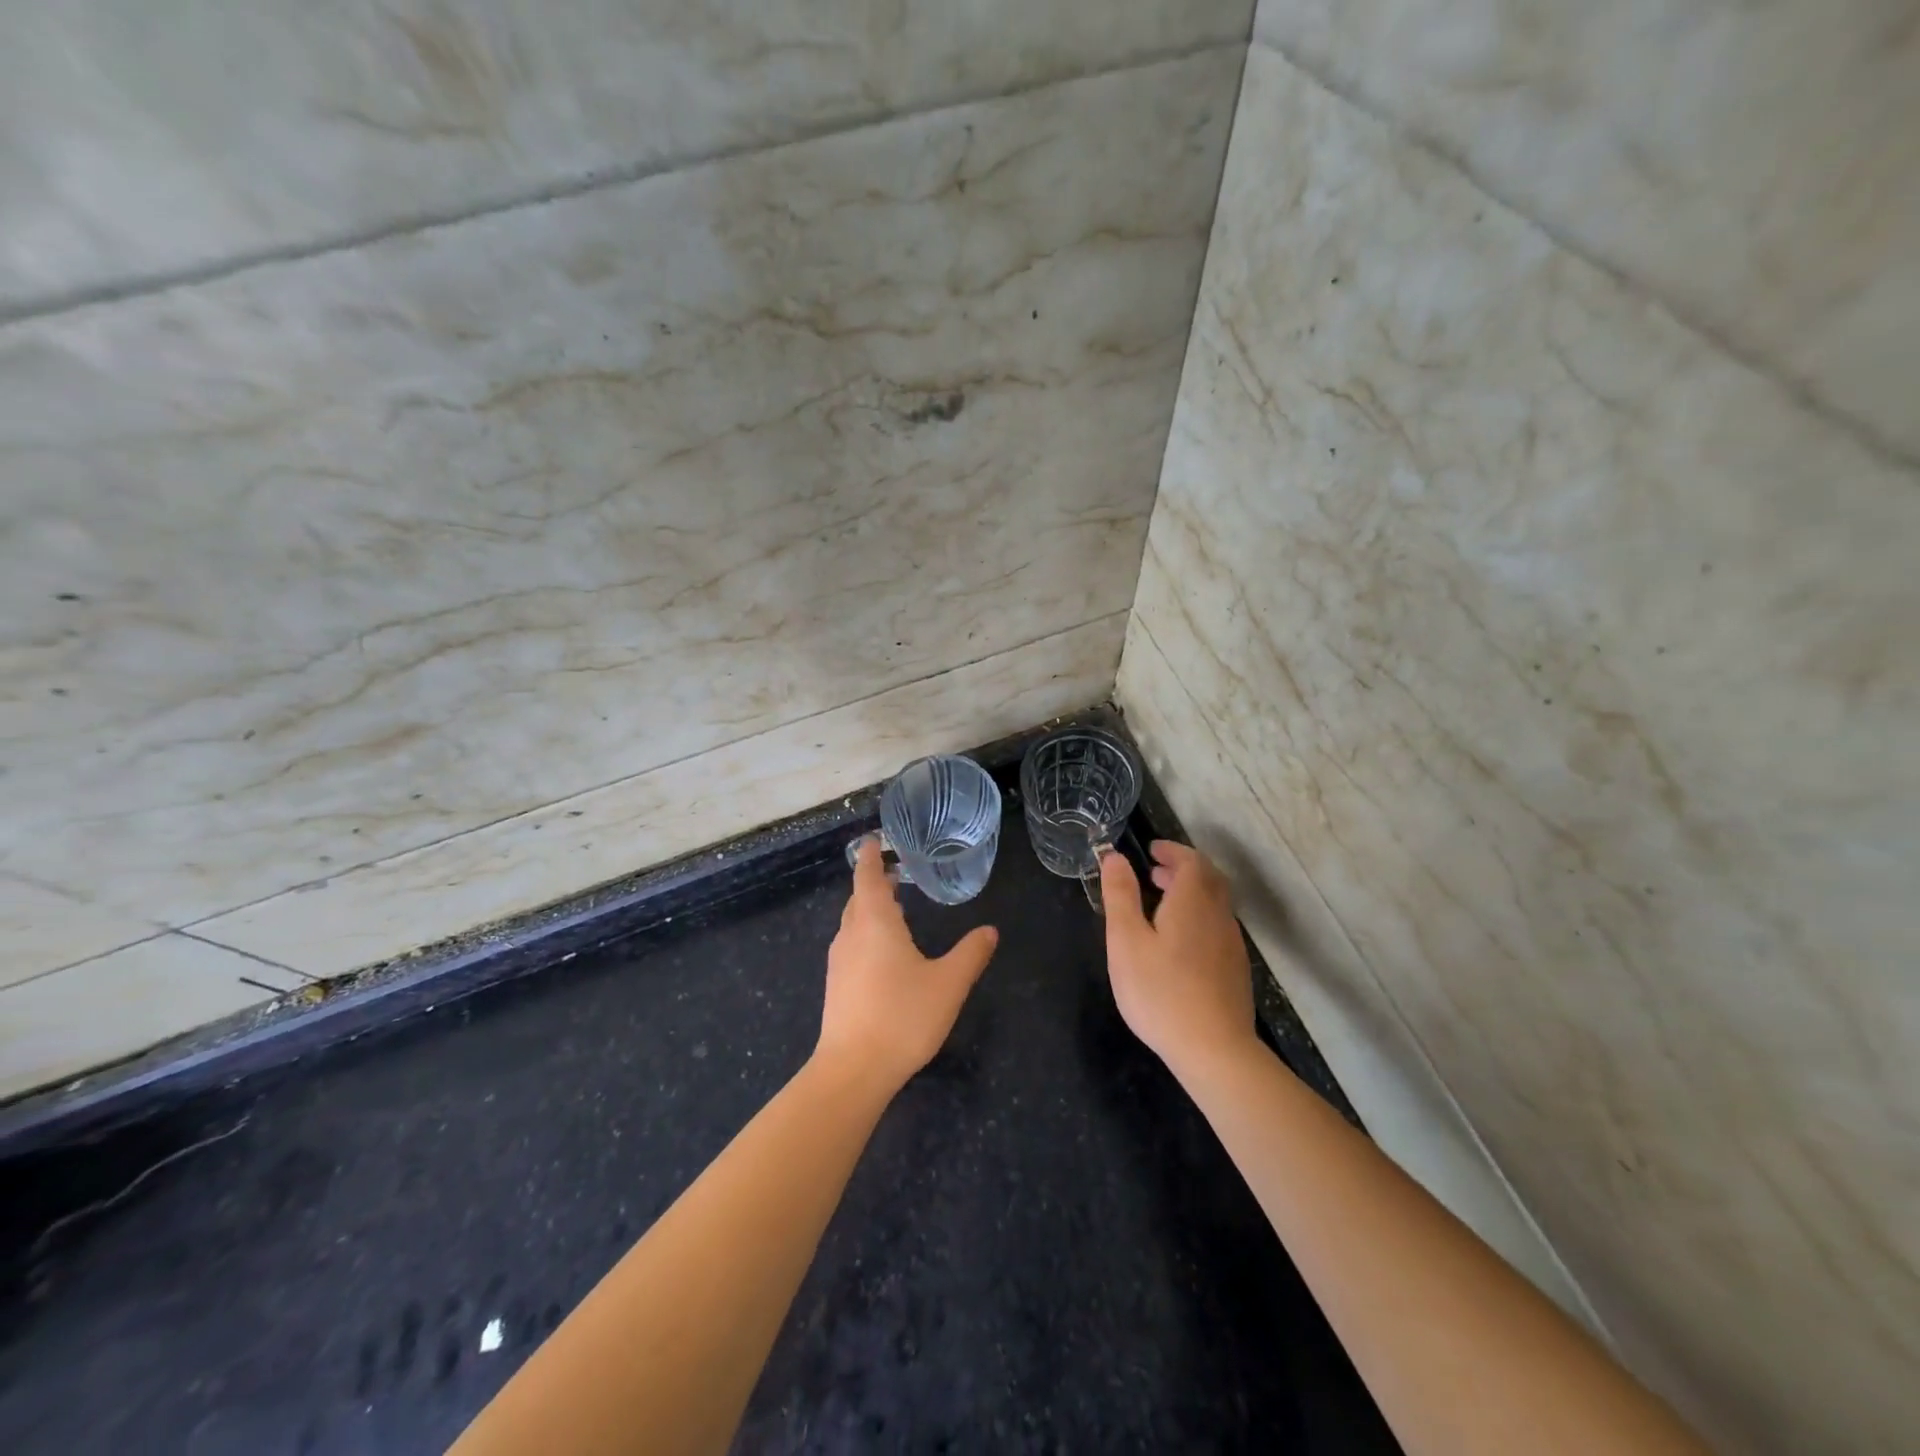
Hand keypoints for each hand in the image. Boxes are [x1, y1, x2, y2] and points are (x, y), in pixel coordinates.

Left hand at [816, 838, 998, 1093]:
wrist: (853, 1070)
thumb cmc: (902, 1017)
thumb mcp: (948, 984)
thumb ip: (970, 954)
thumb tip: (990, 930)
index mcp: (875, 923)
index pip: (867, 877)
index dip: (870, 856)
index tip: (873, 840)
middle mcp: (851, 935)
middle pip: (858, 899)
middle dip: (873, 883)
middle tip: (894, 873)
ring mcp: (838, 961)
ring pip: (852, 923)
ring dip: (869, 909)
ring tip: (893, 908)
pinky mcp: (836, 985)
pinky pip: (851, 944)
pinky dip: (865, 933)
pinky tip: (883, 952)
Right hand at [1100, 841, 1255, 1080]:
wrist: (1214, 1050)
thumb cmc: (1161, 991)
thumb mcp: (1126, 941)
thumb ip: (1120, 895)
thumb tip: (1115, 857)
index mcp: (1193, 901)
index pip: (1191, 860)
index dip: (1172, 850)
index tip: (1151, 850)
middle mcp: (1219, 915)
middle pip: (1209, 878)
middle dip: (1183, 868)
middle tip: (1154, 872)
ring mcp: (1231, 944)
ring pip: (1216, 903)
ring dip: (1192, 893)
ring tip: (1162, 903)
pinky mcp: (1235, 969)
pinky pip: (1218, 926)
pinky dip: (1199, 916)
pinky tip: (1180, 941)